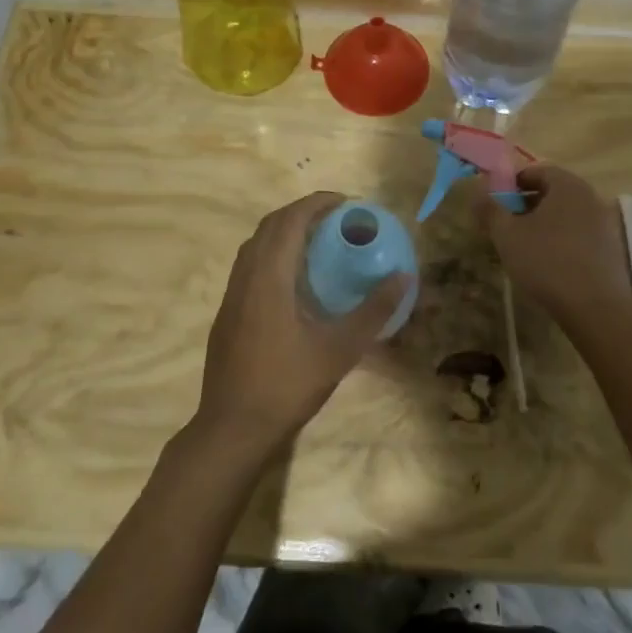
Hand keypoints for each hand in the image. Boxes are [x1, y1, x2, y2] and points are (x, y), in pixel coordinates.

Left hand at [193, 192, 410, 458]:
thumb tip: (404, 277)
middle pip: (270, 225)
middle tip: (336, 219)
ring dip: (285, 232)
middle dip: (302, 212)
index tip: (346, 203)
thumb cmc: (286, 385)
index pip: (290, 220)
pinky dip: (273, 254)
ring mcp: (232, 295)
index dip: (317, 203)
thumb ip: (373, 311)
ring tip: (318, 242)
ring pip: (256, 245)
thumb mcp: (339, 349)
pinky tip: (295, 280)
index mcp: (269, 277)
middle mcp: (246, 277)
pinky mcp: (227, 313)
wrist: (232, 429)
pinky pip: (250, 265)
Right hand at [475, 164, 631, 323]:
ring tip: (524, 246)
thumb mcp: (507, 235)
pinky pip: (580, 234)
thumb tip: (477, 192)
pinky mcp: (611, 248)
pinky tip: (548, 263)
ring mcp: (604, 223)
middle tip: (506, 225)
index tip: (496, 203)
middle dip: (526, 204)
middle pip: (553, 192)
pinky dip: (561, 240)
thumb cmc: (547, 262)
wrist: (595, 308)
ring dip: (544, 224)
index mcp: (567, 185)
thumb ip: (490, 210)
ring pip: (566, 214)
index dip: (513, 183)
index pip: (537, 170)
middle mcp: (590, 196)